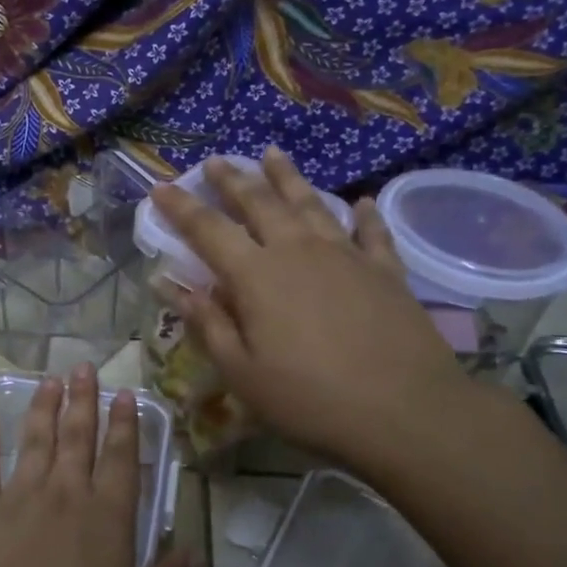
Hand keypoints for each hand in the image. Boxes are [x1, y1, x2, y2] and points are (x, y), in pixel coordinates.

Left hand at [0, 365, 193, 566]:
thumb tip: (196, 553)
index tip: (125, 394)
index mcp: (107, 518)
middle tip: (85, 367)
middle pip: (78, 437)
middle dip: (84, 400)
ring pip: (36, 440)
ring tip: (50, 380)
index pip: (122, 459)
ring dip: (44, 408)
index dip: (126, 425)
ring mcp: (18, 497)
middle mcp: (65, 494)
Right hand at [149, 147, 471, 463]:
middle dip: (233, 180)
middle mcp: (297, 251)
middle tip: (216, 161)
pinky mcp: (385, 271)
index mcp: (256, 275)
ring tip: (272, 154)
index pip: (207, 229)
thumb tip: (166, 283)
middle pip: (259, 203)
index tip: (160, 186)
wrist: (406, 412)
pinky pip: (371, 231)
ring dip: (287, 178)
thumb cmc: (309, 399)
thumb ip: (205, 322)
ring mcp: (346, 255)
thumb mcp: (241, 372)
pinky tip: (362, 201)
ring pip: (310, 204)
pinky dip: (364, 214)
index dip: (181, 207)